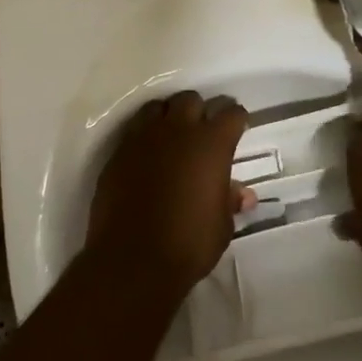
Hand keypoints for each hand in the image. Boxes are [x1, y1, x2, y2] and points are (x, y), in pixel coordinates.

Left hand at [88, 92, 250, 294]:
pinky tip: (147, 153)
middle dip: (200, 110)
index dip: (236, 119)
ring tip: (172, 134)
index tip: (238, 128)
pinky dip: (144, 134)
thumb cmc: (188, 245)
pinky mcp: (119, 151)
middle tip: (203, 131)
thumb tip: (242, 193)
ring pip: (159, 107)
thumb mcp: (221, 227)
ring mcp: (145, 137)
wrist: (131, 260)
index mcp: (211, 144)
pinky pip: (135, 129)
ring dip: (169, 116)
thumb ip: (229, 201)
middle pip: (192, 99)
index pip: (231, 113)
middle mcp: (179, 130)